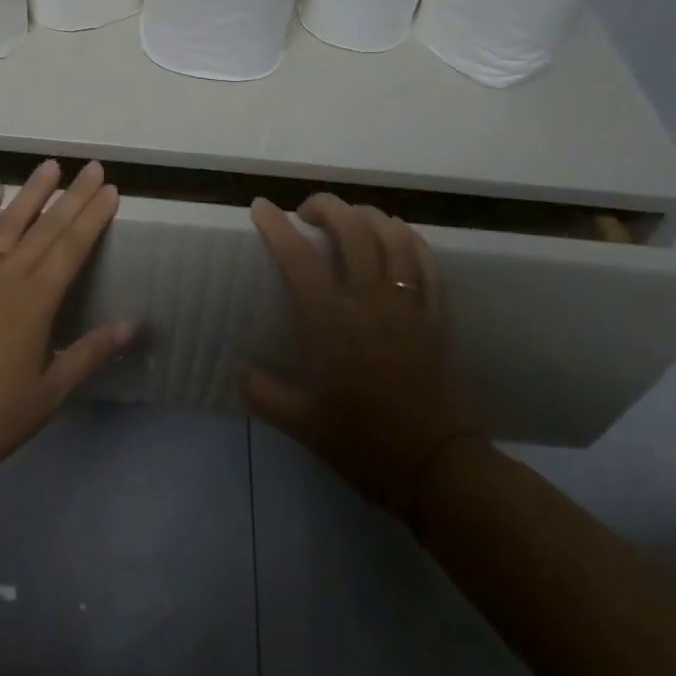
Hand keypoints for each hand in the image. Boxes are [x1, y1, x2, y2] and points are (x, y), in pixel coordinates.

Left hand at [0, 160, 132, 485]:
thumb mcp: (47, 395)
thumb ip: (88, 354)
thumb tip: (131, 325)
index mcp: (35, 303)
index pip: (72, 249)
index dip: (93, 217)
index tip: (110, 190)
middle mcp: (6, 278)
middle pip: (46, 229)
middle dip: (73, 196)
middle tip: (92, 168)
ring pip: (7, 224)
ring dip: (31, 193)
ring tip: (50, 166)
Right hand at [244, 194, 475, 520]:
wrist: (436, 468)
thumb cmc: (364, 444)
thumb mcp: (302, 424)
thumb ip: (264, 393)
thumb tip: (239, 371)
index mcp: (331, 322)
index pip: (298, 257)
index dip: (276, 226)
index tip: (261, 206)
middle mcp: (370, 301)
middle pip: (352, 229)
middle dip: (326, 207)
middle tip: (307, 212)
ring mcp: (408, 305)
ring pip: (392, 236)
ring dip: (368, 215)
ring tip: (351, 217)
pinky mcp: (436, 316)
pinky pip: (426, 263)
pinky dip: (410, 239)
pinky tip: (398, 234)